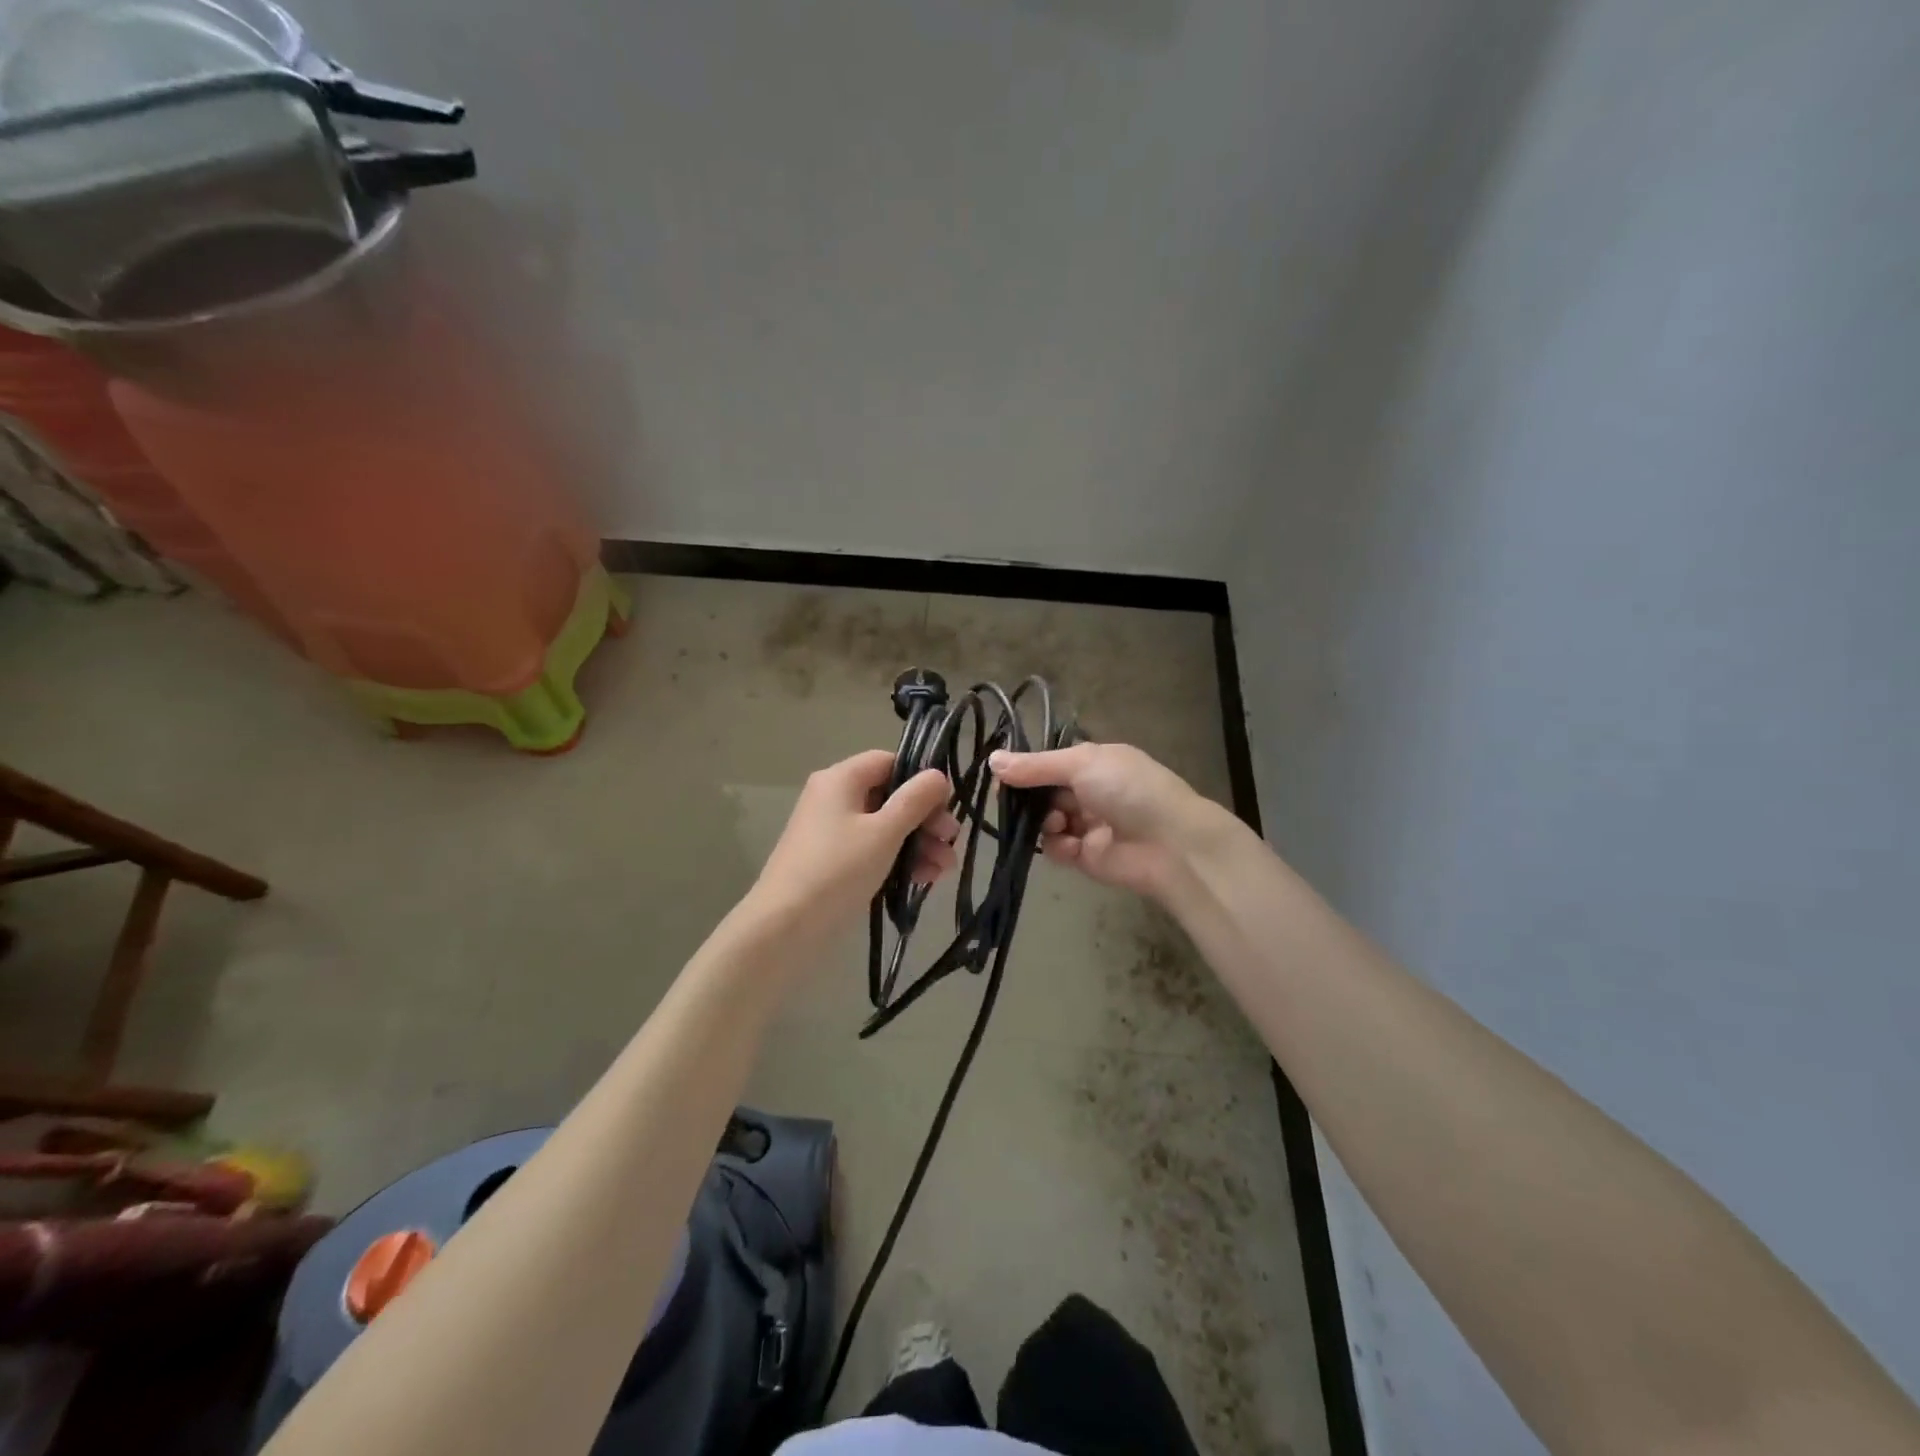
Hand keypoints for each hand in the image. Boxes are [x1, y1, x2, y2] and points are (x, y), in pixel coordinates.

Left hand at [751, 750, 958, 939]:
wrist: (785, 927)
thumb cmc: (838, 870)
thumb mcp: (884, 832)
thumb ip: (915, 800)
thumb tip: (937, 775)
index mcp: (841, 779)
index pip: (889, 762)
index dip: (920, 780)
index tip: (946, 806)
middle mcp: (834, 799)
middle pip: (891, 797)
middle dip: (926, 820)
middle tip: (950, 842)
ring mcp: (833, 832)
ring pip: (886, 827)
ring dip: (918, 844)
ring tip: (942, 871)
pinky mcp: (835, 862)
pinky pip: (874, 850)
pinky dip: (898, 860)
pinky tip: (923, 881)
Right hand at [989, 742, 1231, 899]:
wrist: (1170, 843)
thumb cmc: (1128, 790)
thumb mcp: (1081, 764)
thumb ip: (1035, 766)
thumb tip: (992, 760)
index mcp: (1096, 763)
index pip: (1050, 764)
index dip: (1025, 769)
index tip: (1001, 776)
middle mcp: (1091, 791)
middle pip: (1045, 793)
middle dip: (1029, 798)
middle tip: (1008, 801)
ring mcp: (1089, 825)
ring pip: (1047, 822)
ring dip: (1044, 822)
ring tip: (1055, 823)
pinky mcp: (1087, 857)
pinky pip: (1058, 848)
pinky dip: (1058, 846)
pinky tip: (1068, 844)